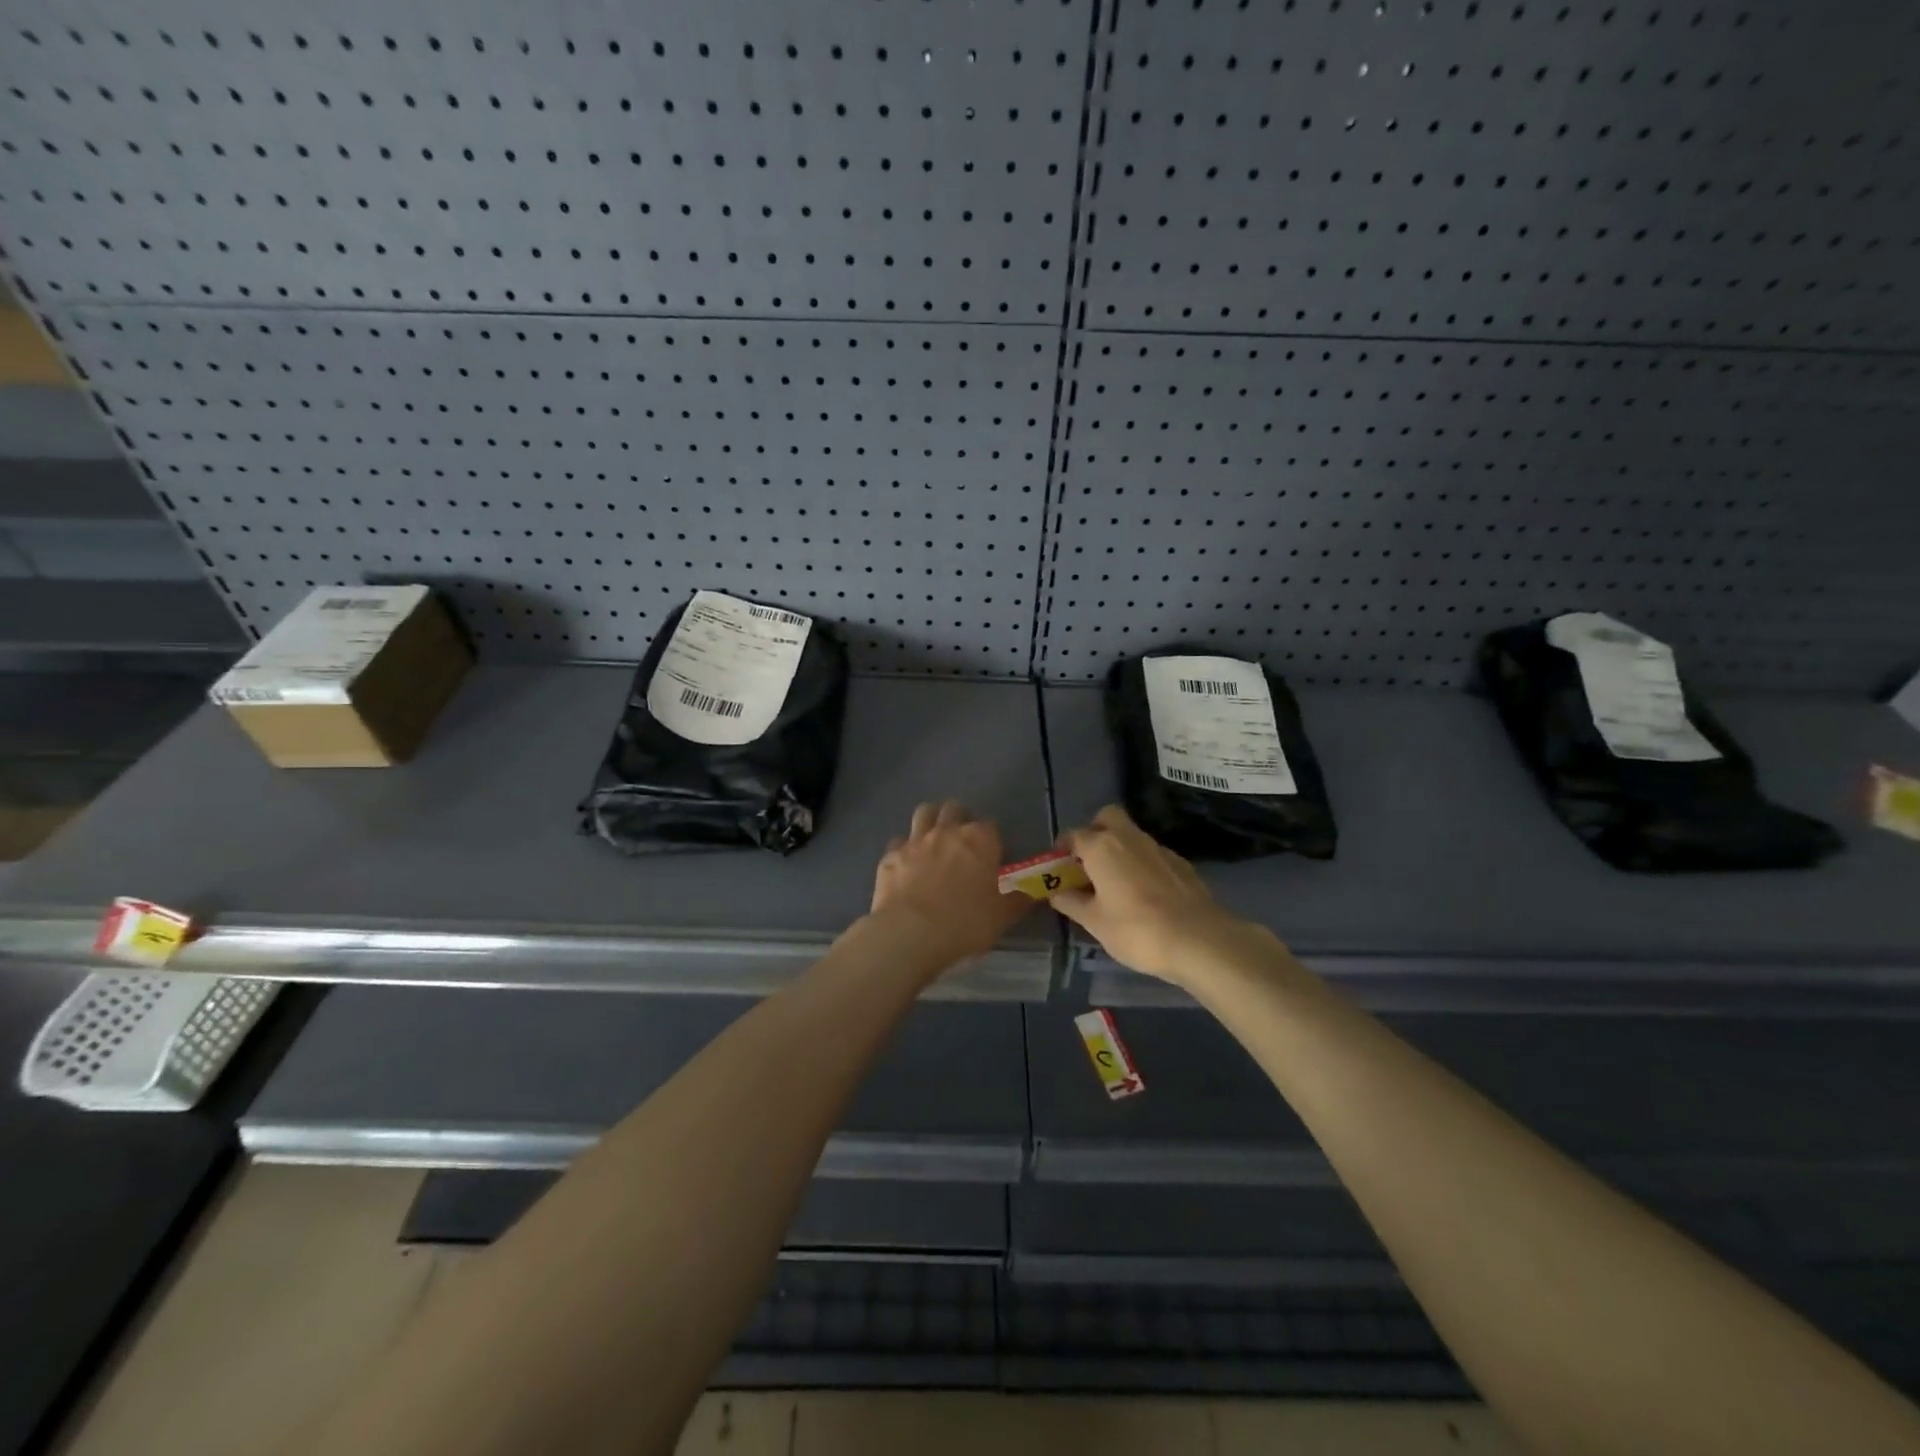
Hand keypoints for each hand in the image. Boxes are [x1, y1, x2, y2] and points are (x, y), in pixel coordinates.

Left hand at [868, 801, 1031, 971]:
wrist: (909, 934)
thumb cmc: (964, 923)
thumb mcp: (1001, 917)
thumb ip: (1017, 900)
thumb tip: (1031, 893)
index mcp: (979, 840)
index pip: (990, 825)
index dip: (991, 840)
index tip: (991, 857)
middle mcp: (947, 831)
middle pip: (954, 809)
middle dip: (960, 819)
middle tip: (962, 844)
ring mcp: (915, 840)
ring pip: (924, 812)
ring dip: (931, 821)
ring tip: (934, 841)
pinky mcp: (890, 855)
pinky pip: (899, 841)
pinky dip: (905, 848)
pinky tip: (908, 865)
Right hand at [1052, 805, 1276, 985]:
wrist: (1199, 939)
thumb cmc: (1136, 930)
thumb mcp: (1095, 922)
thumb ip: (1072, 903)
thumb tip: (1057, 893)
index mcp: (1102, 847)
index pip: (1074, 835)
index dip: (1063, 850)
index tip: (1059, 868)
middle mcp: (1129, 837)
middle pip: (1107, 817)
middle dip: (1095, 831)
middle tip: (1089, 862)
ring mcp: (1158, 848)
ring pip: (1131, 835)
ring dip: (1119, 848)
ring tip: (1115, 883)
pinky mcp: (1181, 863)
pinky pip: (1152, 854)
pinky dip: (1142, 864)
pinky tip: (1145, 893)